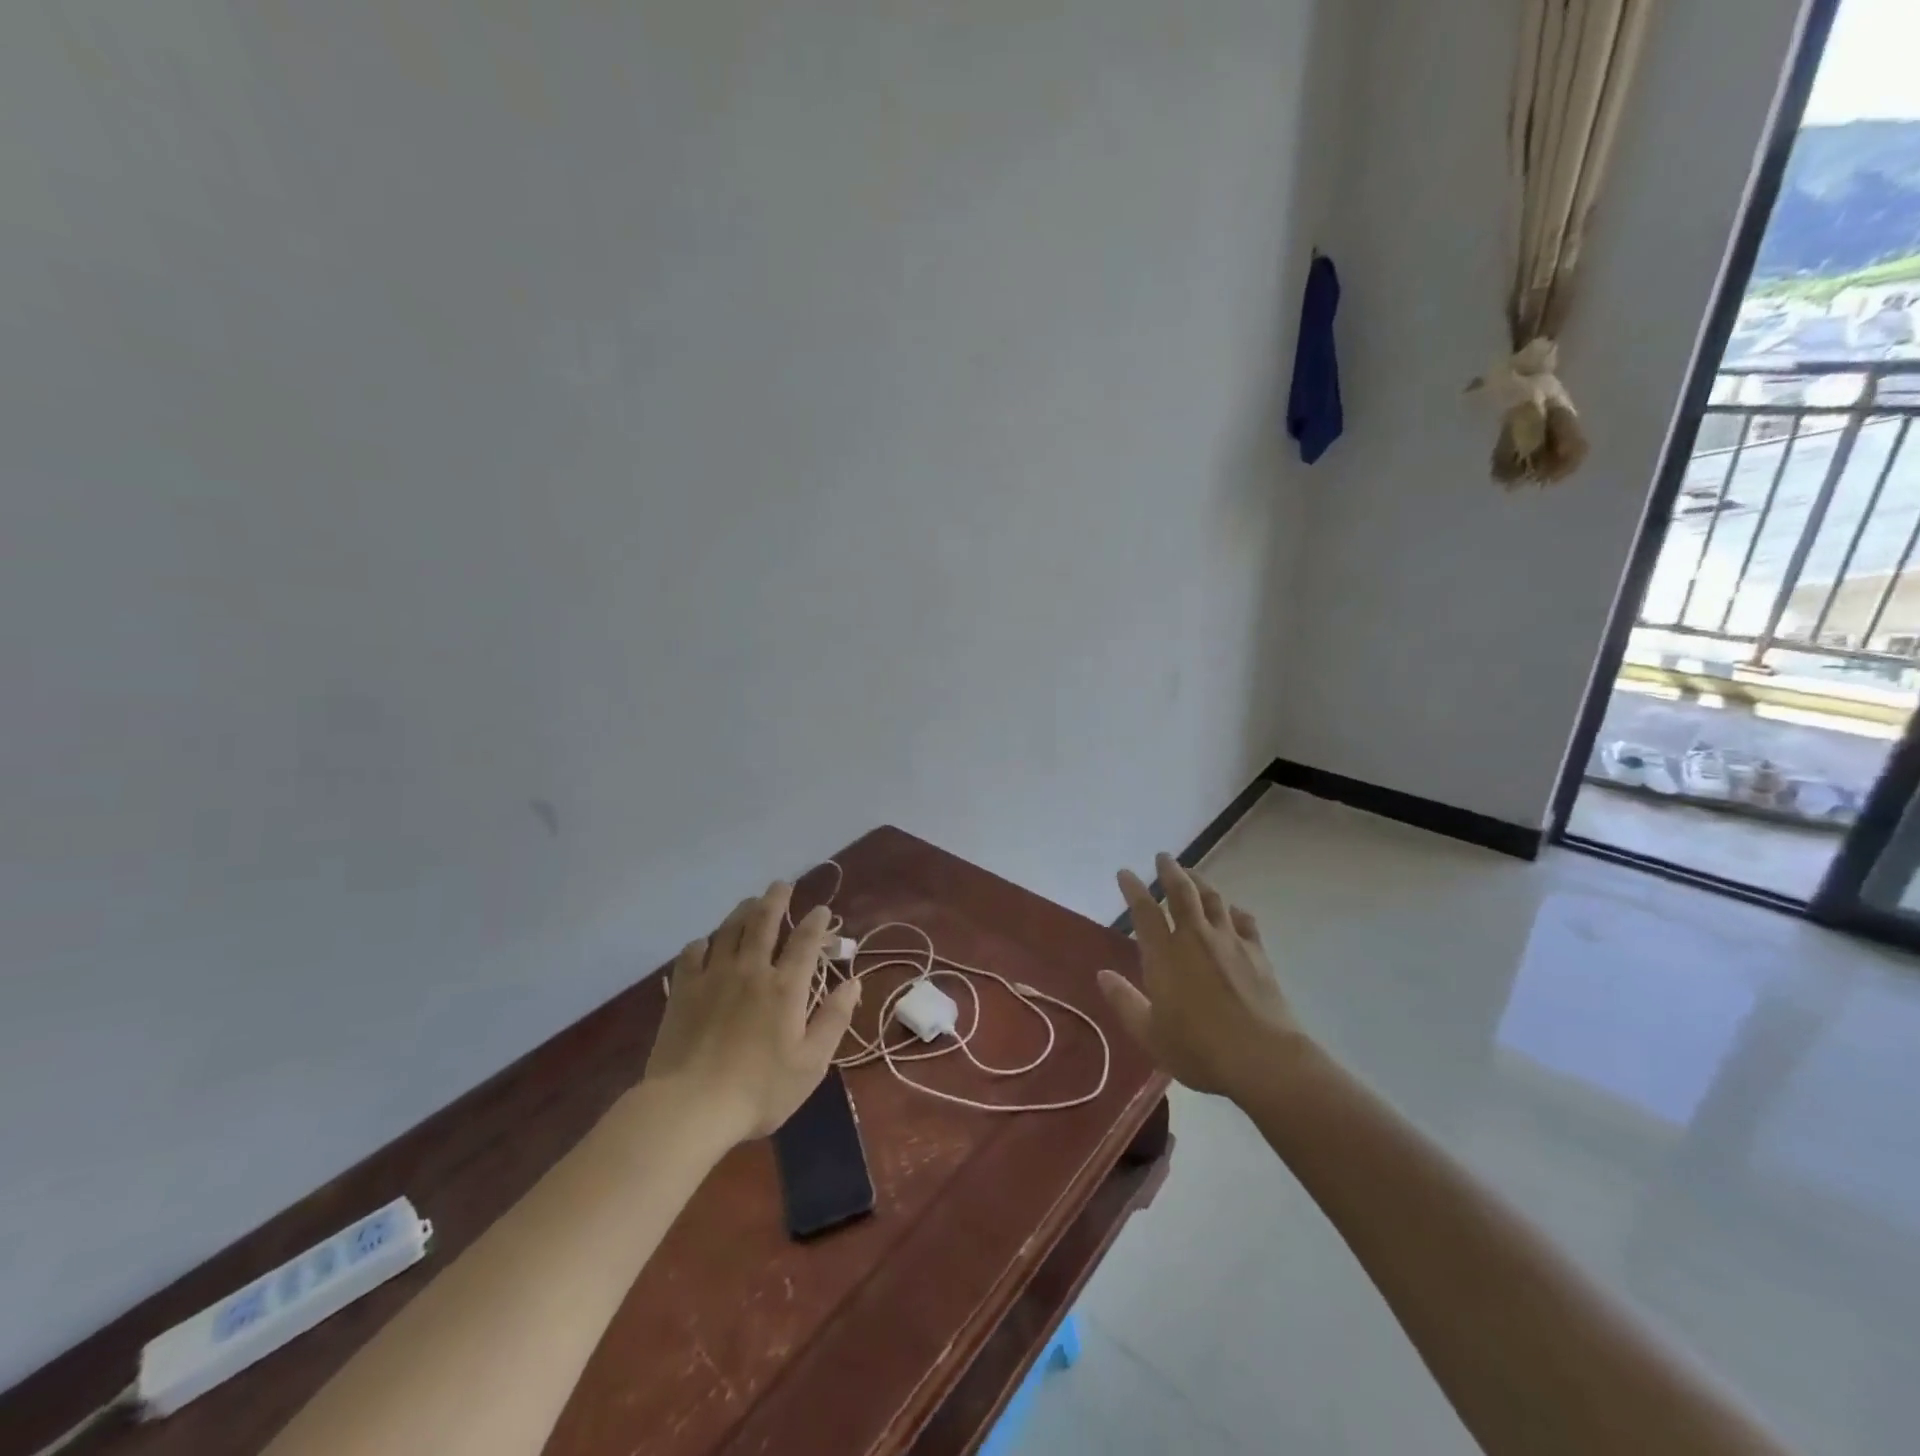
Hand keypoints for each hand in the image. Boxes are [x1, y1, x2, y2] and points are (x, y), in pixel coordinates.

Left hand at [643, 883, 861, 1145]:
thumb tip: (854, 982)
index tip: (822, 909)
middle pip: (764, 922)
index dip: (816, 921)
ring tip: (751, 902)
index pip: (805, 941)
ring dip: (743, 911)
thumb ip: (834, 1019)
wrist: (690, 1107)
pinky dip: (703, 942)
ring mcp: (713, 976)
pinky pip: (692, 953)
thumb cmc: (759, 1090)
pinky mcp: (683, 990)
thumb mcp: (811, 1063)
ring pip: (729, 929)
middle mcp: (750, 970)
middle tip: (782, 885)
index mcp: (785, 987)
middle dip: (776, 899)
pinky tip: (706, 943)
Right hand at [1097, 854, 1307, 1103]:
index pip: (1144, 910)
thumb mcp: (1149, 1033)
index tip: (1125, 873)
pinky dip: (1233, 911)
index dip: (1133, 888)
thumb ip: (1124, 1001)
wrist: (1263, 1058)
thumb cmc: (1198, 1049)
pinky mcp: (1258, 954)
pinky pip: (1244, 921)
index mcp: (1165, 954)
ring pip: (1213, 899)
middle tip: (1164, 857)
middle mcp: (1195, 938)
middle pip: (1182, 892)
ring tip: (1192, 874)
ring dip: (1200, 881)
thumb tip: (1102, 975)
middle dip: (1170, 871)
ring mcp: (1230, 942)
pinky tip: (1232, 911)